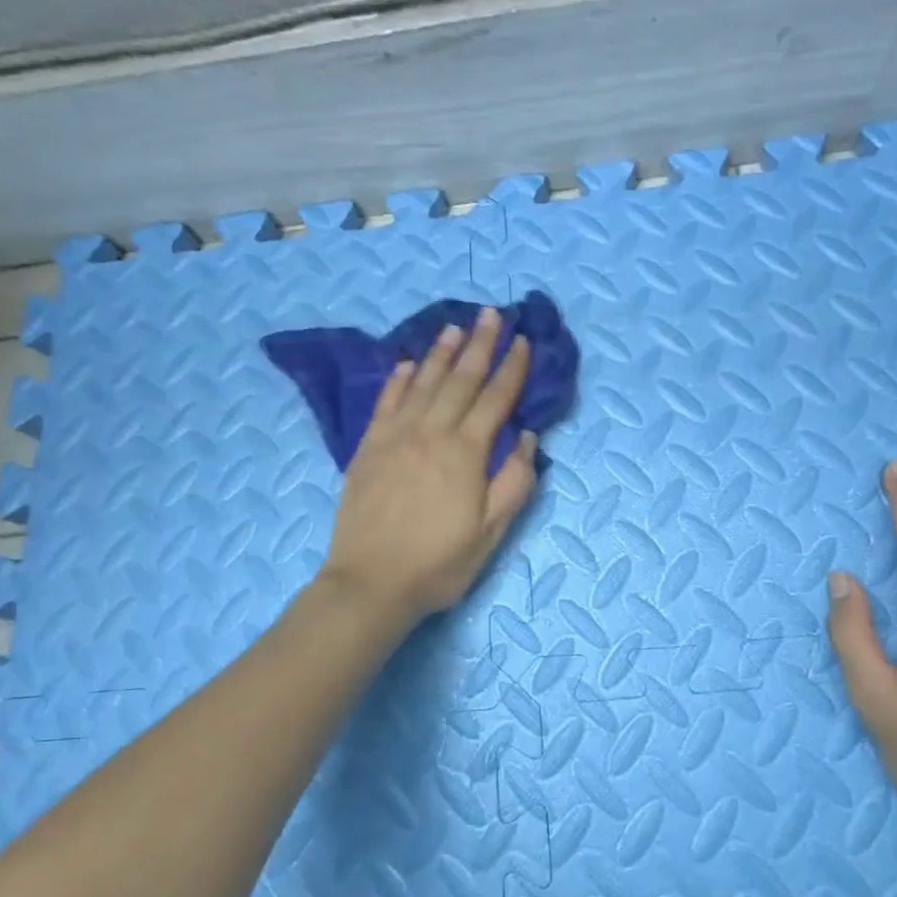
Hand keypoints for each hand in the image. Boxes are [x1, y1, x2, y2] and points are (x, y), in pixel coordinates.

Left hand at [320, 308, 539, 624]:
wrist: (370, 583)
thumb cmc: (439, 563)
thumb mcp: (491, 533)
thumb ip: (514, 482)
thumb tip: (529, 438)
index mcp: (465, 453)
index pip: (496, 399)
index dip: (512, 369)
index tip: (523, 341)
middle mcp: (430, 433)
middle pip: (460, 379)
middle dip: (479, 345)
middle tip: (491, 313)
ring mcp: (395, 437)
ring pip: (423, 383)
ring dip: (441, 353)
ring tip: (455, 327)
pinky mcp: (368, 448)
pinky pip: (386, 402)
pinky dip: (400, 379)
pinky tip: (409, 364)